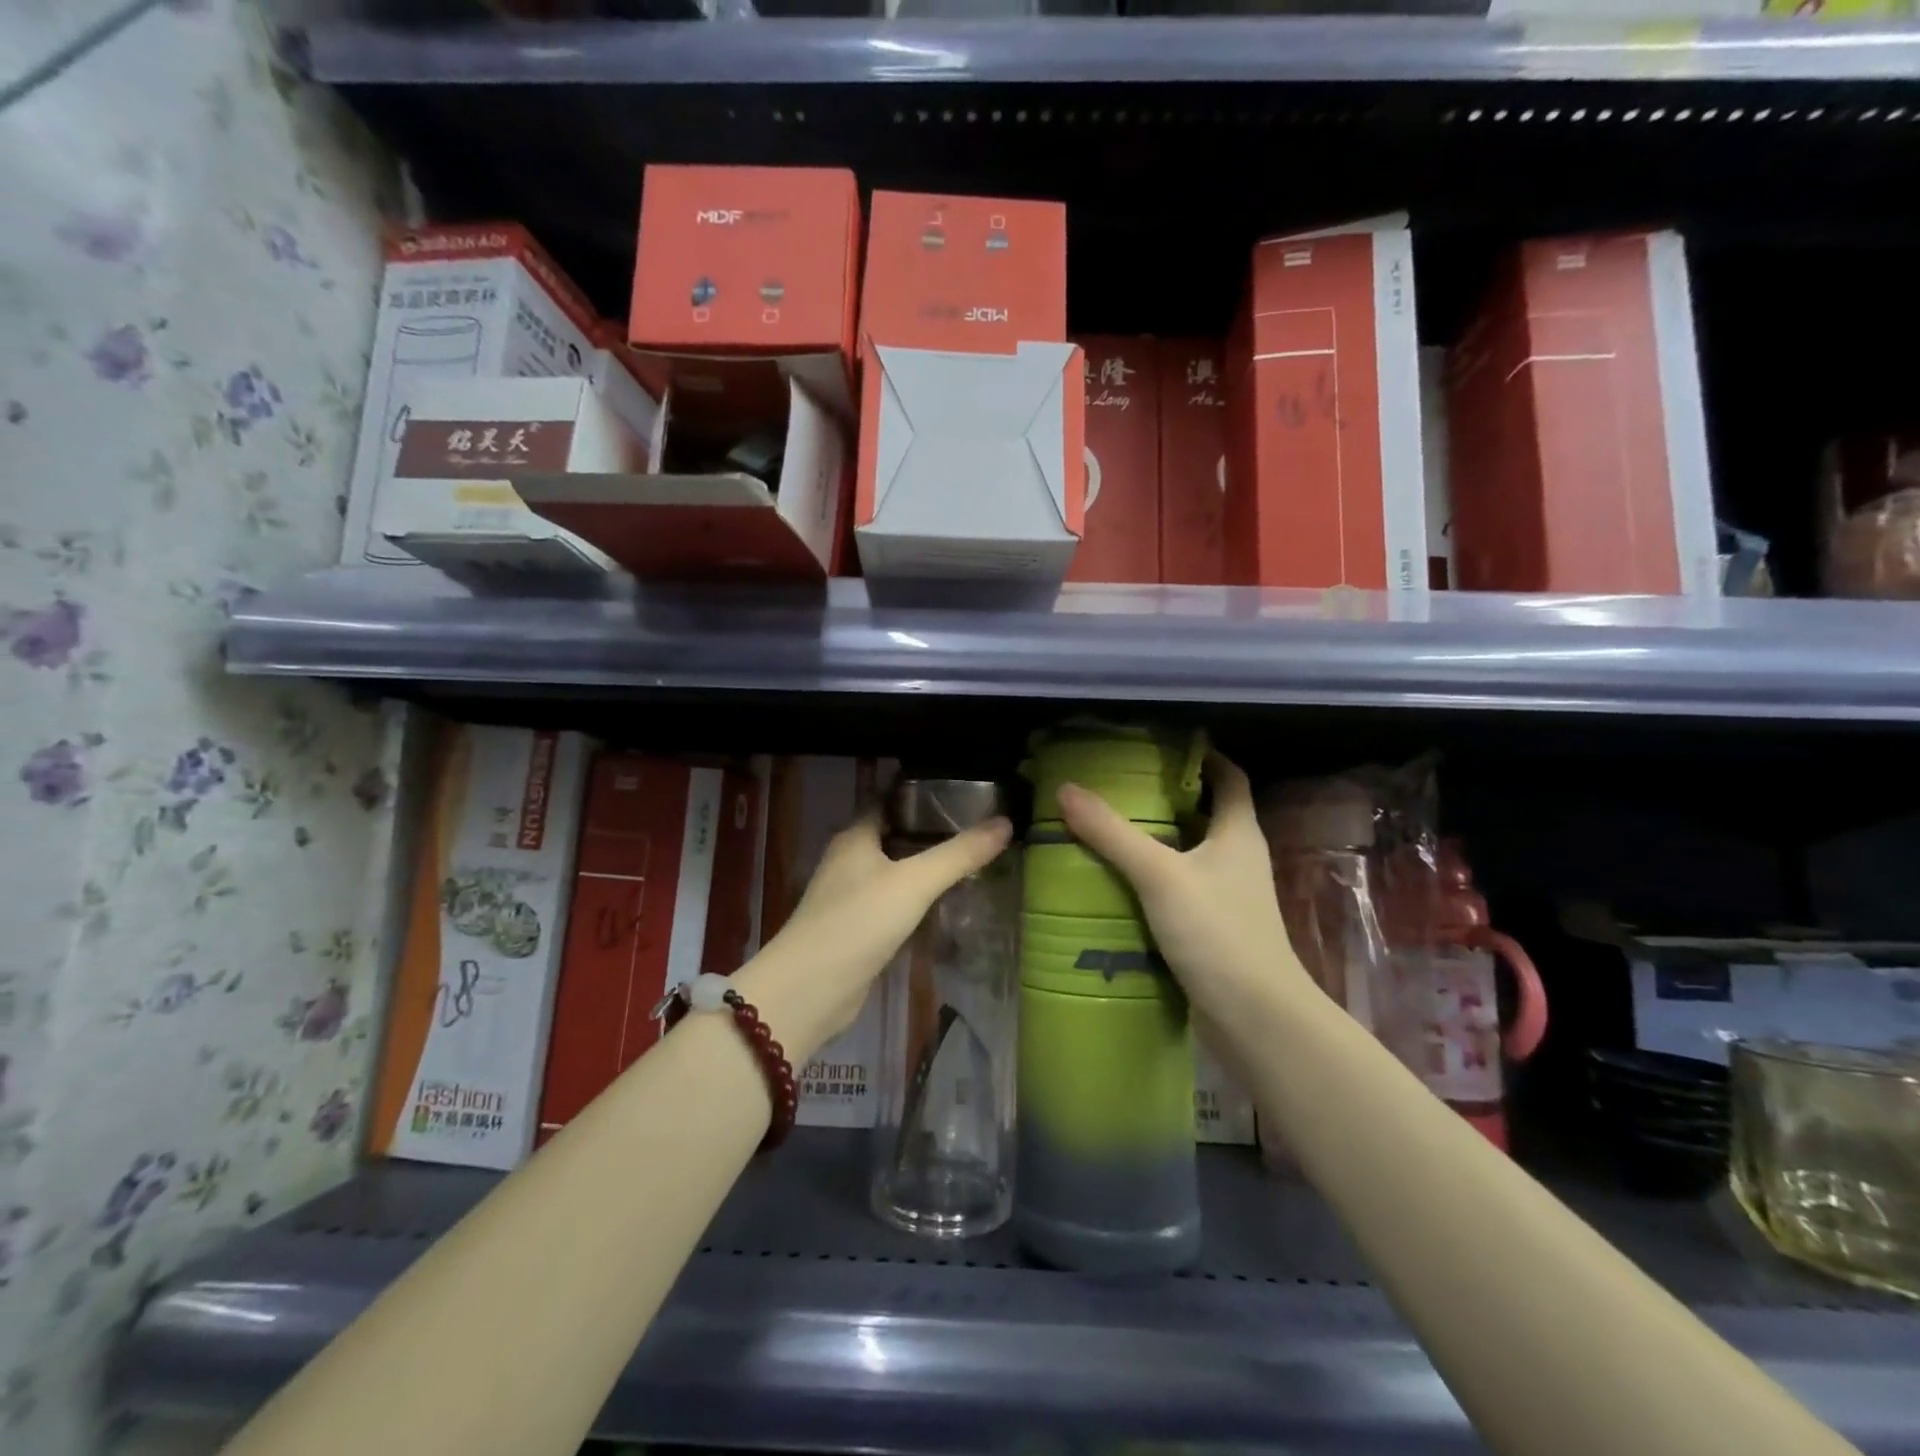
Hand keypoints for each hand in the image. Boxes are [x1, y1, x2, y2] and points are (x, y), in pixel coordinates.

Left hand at [737, 808, 1012, 1061]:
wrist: (811, 991)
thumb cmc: (858, 922)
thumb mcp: (914, 883)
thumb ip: (959, 854)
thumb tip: (1006, 822)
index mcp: (855, 837)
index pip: (891, 801)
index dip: (924, 795)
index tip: (965, 794)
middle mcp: (850, 861)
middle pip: (895, 836)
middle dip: (932, 833)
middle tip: (979, 829)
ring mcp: (851, 897)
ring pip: (895, 873)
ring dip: (926, 869)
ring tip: (972, 863)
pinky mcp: (857, 930)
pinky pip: (894, 905)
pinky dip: (918, 902)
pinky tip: (947, 905)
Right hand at [1056, 752, 1309, 1027]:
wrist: (1254, 1016)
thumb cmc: (1217, 932)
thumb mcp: (1159, 874)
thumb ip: (1112, 833)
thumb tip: (1066, 789)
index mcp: (1238, 833)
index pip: (1229, 778)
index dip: (1204, 758)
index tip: (1163, 747)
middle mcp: (1238, 858)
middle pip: (1205, 814)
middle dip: (1166, 798)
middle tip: (1119, 786)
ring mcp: (1228, 896)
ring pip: (1190, 854)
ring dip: (1156, 840)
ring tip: (1108, 828)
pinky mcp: (1214, 928)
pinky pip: (1180, 889)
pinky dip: (1153, 879)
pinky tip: (1117, 881)